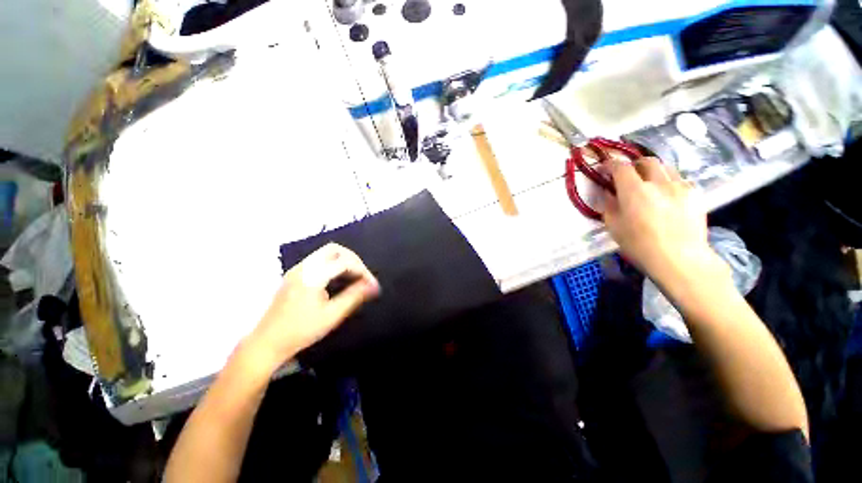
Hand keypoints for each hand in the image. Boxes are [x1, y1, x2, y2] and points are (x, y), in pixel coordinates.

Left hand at [246, 243, 379, 371]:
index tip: (372, 285)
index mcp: (312, 276)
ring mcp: (297, 270)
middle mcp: (303, 267)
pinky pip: (319, 261)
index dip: (362, 271)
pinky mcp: (295, 275)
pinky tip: (339, 279)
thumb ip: (354, 296)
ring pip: (326, 253)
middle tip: (362, 275)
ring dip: (343, 261)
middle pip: (334, 249)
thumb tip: (374, 286)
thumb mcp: (332, 315)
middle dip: (353, 259)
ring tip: (354, 277)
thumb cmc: (301, 331)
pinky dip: (333, 265)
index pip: (344, 262)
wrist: (266, 343)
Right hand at [602, 156, 727, 287]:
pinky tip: (667, 196)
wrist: (680, 258)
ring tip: (649, 184)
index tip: (605, 168)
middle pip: (647, 161)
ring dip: (654, 172)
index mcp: (634, 190)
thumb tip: (606, 193)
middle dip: (635, 164)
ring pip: (666, 168)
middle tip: (628, 174)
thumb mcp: (614, 227)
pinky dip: (669, 183)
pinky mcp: (695, 194)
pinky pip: (680, 180)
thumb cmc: (639, 244)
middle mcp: (658, 182)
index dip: (610, 164)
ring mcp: (680, 186)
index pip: (620, 167)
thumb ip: (608, 205)